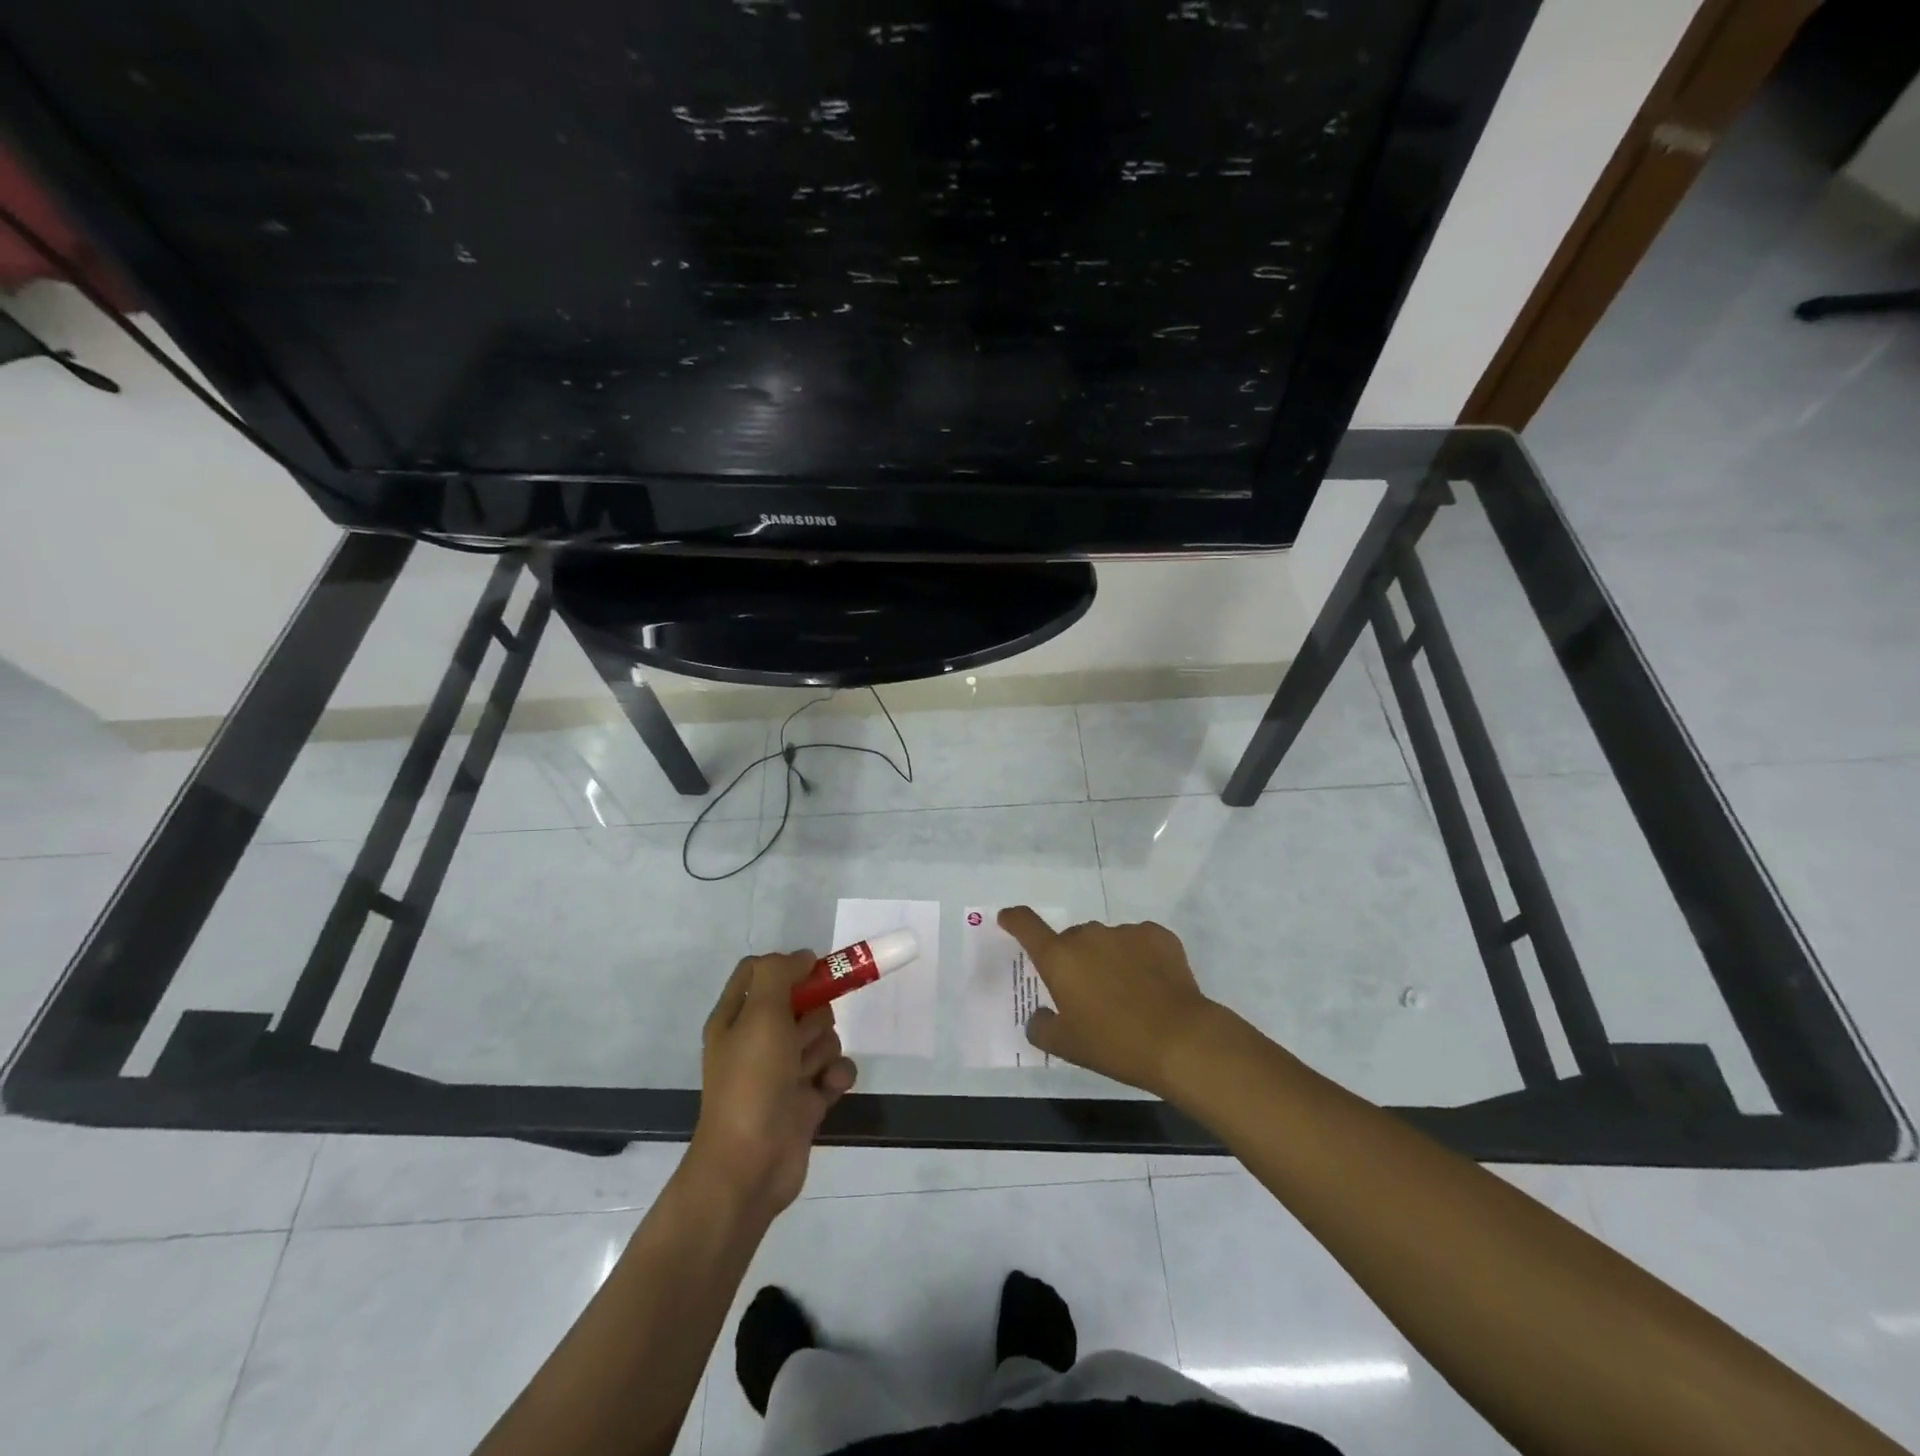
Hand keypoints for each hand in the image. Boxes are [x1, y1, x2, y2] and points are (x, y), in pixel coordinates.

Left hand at [688, 951, 857, 1219]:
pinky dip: (835, 1076)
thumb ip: (779, 974)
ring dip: (823, 1051)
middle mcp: (759, 1038)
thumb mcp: (760, 1014)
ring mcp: (784, 1069)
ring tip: (807, 1074)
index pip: (760, 971)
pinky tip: (827, 1091)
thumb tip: (803, 957)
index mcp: (736, 1016)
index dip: (788, 967)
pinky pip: (835, 1069)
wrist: (751, 1165)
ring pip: (823, 1035)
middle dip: (813, 1016)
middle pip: (803, 1002)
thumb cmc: (751, 1081)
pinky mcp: (806, 1097)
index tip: (812, 972)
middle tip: (798, 1038)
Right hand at [999, 907, 1217, 1096]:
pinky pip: (1139, 942)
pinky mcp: (1158, 935)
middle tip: (1087, 994)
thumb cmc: (1115, 1044)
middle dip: (1073, 961)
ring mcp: (1126, 932)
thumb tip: (1039, 1016)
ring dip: (1107, 959)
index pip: (1027, 925)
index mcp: (1059, 958)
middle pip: (1071, 940)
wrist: (1181, 1040)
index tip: (1008, 918)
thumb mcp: (1067, 1046)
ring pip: (1106, 941)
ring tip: (1126, 994)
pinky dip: (1139, 957)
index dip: (1014, 919)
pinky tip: (1152, 985)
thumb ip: (1042, 1027)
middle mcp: (1089, 936)